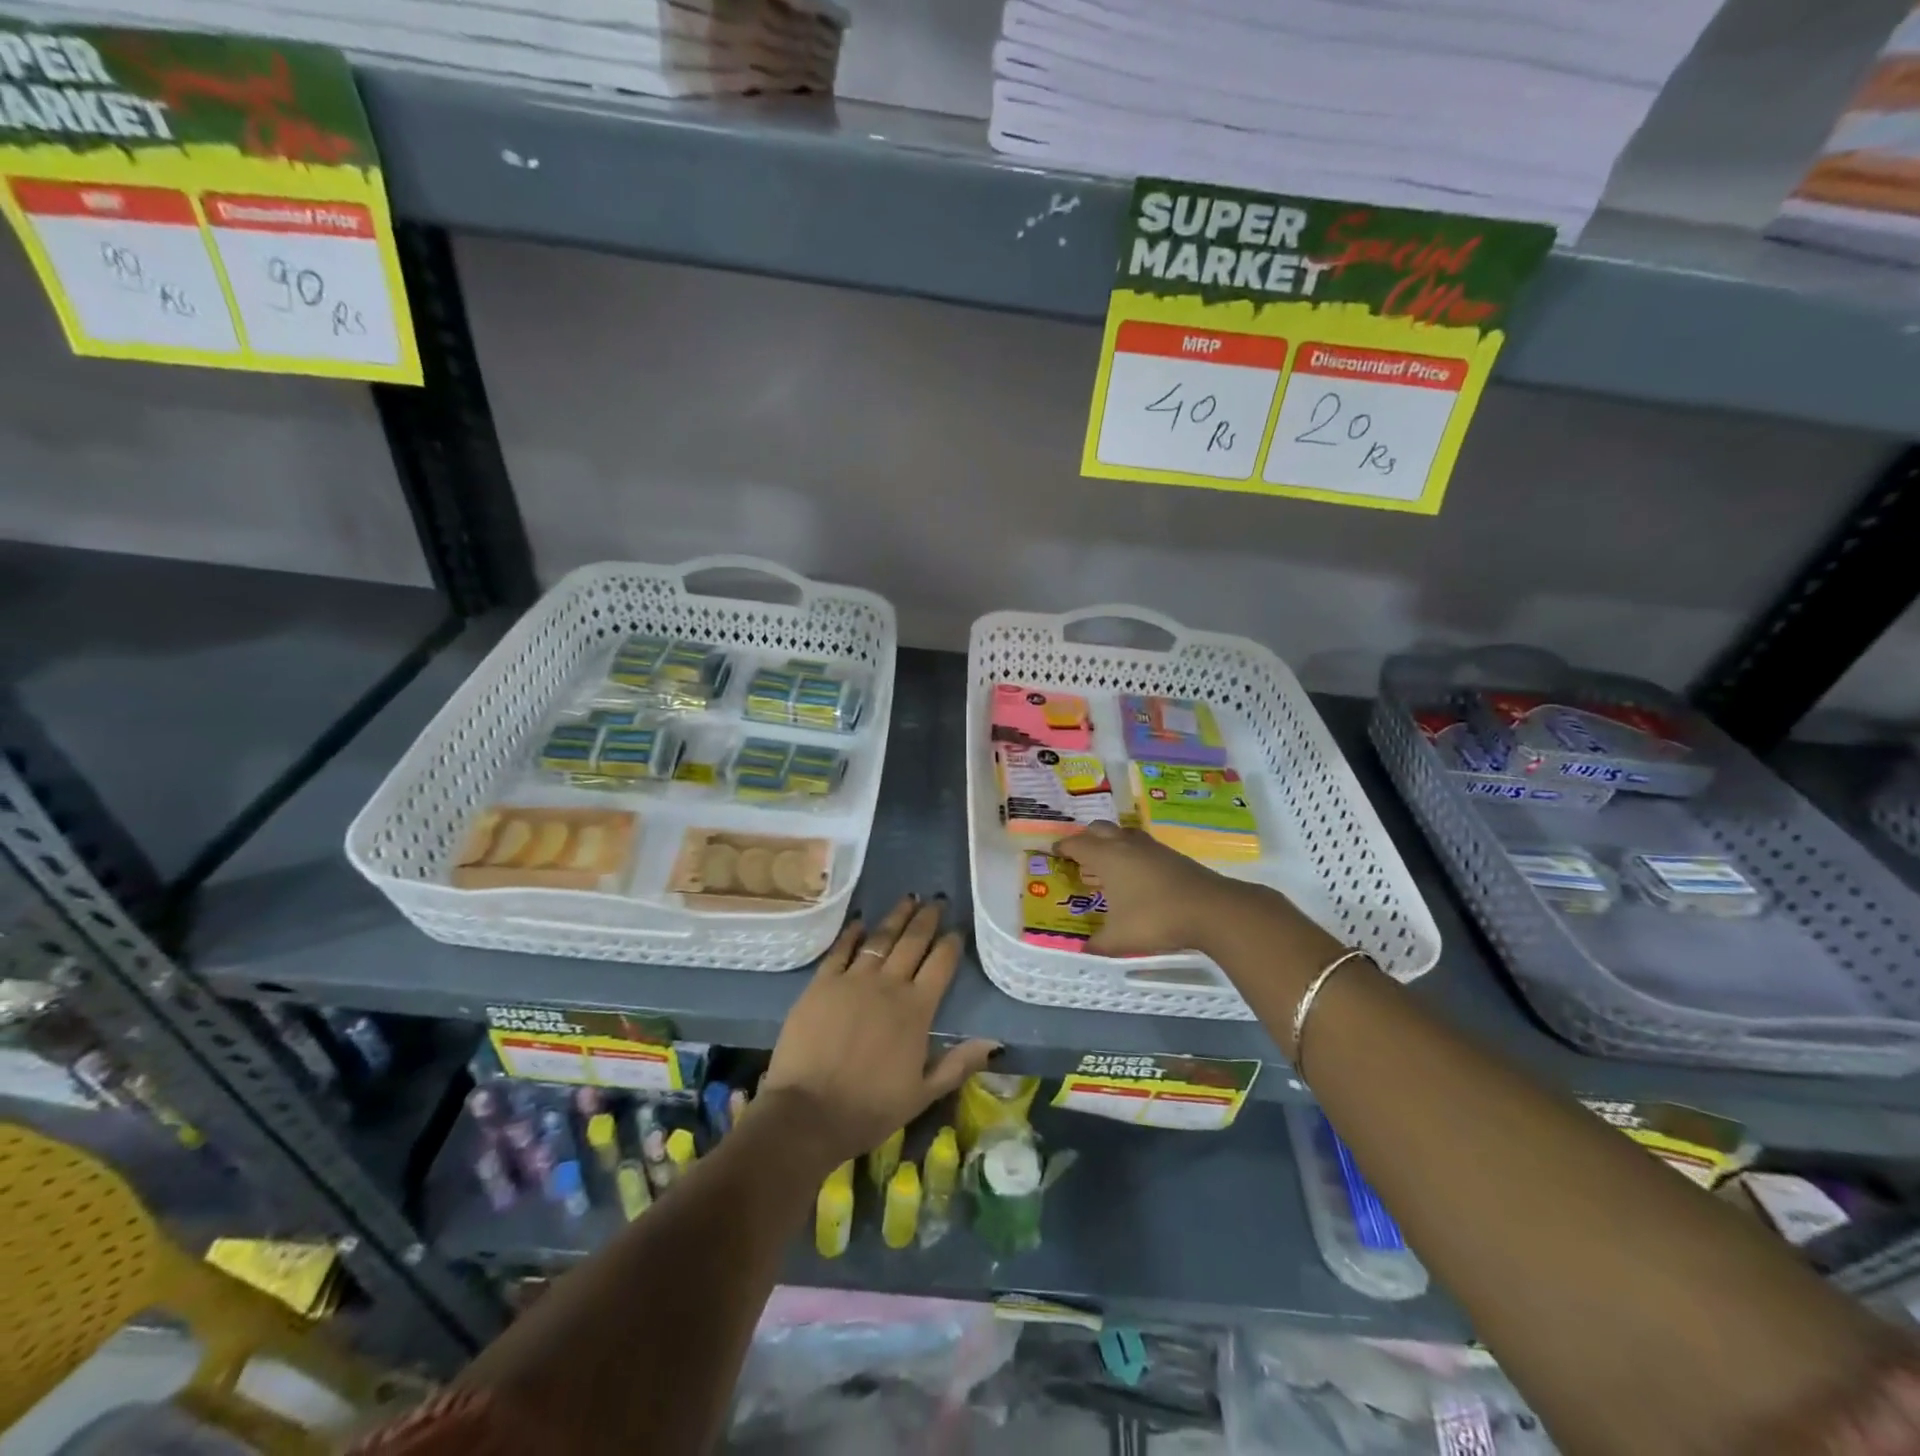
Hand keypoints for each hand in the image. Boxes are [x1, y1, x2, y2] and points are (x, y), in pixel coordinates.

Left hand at [761, 896, 998, 1168]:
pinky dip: (852, 933)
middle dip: (927, 918)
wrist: (808, 1113)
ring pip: (880, 938)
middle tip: (937, 900)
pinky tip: (859, 921)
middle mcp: (888, 985)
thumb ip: (959, 1063)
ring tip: (908, 898)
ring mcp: (853, 979)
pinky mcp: (821, 983)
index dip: (951, 943)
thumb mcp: (923, 1094)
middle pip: (913, 941)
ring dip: (896, 917)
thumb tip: (996, 1042)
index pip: (941, 964)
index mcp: (917, 1009)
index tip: (957, 928)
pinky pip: (840, 950)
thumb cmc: (869, 1108)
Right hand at [1053, 821, 1246, 956]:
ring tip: (1106, 860)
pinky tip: (1136, 873)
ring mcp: (1152, 848)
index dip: (1063, 847)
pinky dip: (1131, 852)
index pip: (1077, 844)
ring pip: (1123, 834)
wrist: (1211, 909)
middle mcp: (1126, 846)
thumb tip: (1083, 950)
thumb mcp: (1119, 938)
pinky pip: (1142, 846)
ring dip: (1111, 842)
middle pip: (1099, 829)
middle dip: (1086, 838)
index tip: (1054, 852)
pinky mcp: (1172, 856)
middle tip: (1078, 854)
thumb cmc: (1155, 919)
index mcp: (1107, 858)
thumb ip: (1098, 944)